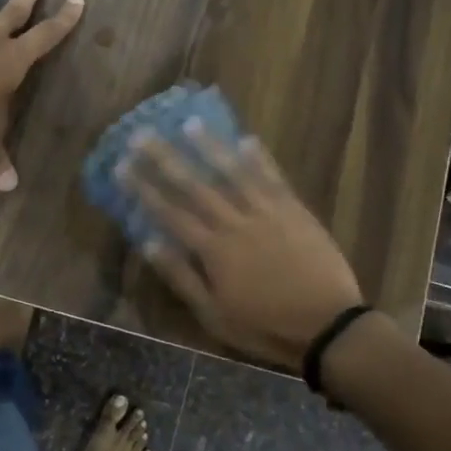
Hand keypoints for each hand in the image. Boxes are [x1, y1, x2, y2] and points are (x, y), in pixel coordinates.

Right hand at [123, 126, 362, 365]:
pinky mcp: (295, 211)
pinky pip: (274, 178)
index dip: (144, 188)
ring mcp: (268, 213)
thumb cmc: (265, 327)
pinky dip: (260, 159)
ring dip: (210, 147)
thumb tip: (149, 243)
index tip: (122, 166)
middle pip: (195, 186)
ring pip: (234, 173)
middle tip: (143, 134)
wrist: (328, 326)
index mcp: (213, 250)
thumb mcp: (214, 315)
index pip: (170, 213)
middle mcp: (236, 223)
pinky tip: (247, 139)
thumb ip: (182, 277)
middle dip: (166, 158)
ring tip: (190, 123)